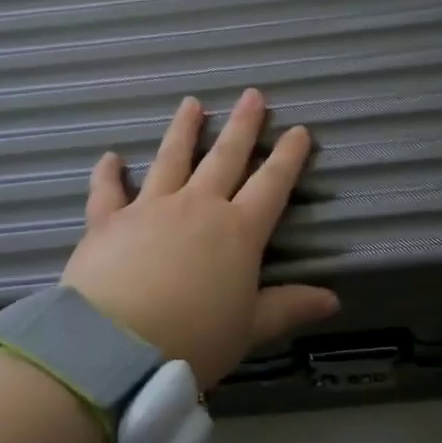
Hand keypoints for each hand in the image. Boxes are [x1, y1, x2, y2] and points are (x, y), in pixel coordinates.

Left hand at [62, 89, 339, 387]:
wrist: (115, 347)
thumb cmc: (193, 340)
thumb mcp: (249, 329)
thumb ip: (288, 307)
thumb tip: (334, 299)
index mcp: (238, 231)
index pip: (272, 184)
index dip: (288, 156)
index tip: (299, 129)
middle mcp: (198, 207)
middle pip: (225, 157)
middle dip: (242, 125)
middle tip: (252, 95)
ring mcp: (151, 207)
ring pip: (171, 158)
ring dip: (183, 130)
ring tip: (192, 104)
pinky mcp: (108, 220)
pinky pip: (108, 190)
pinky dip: (107, 173)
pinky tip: (110, 158)